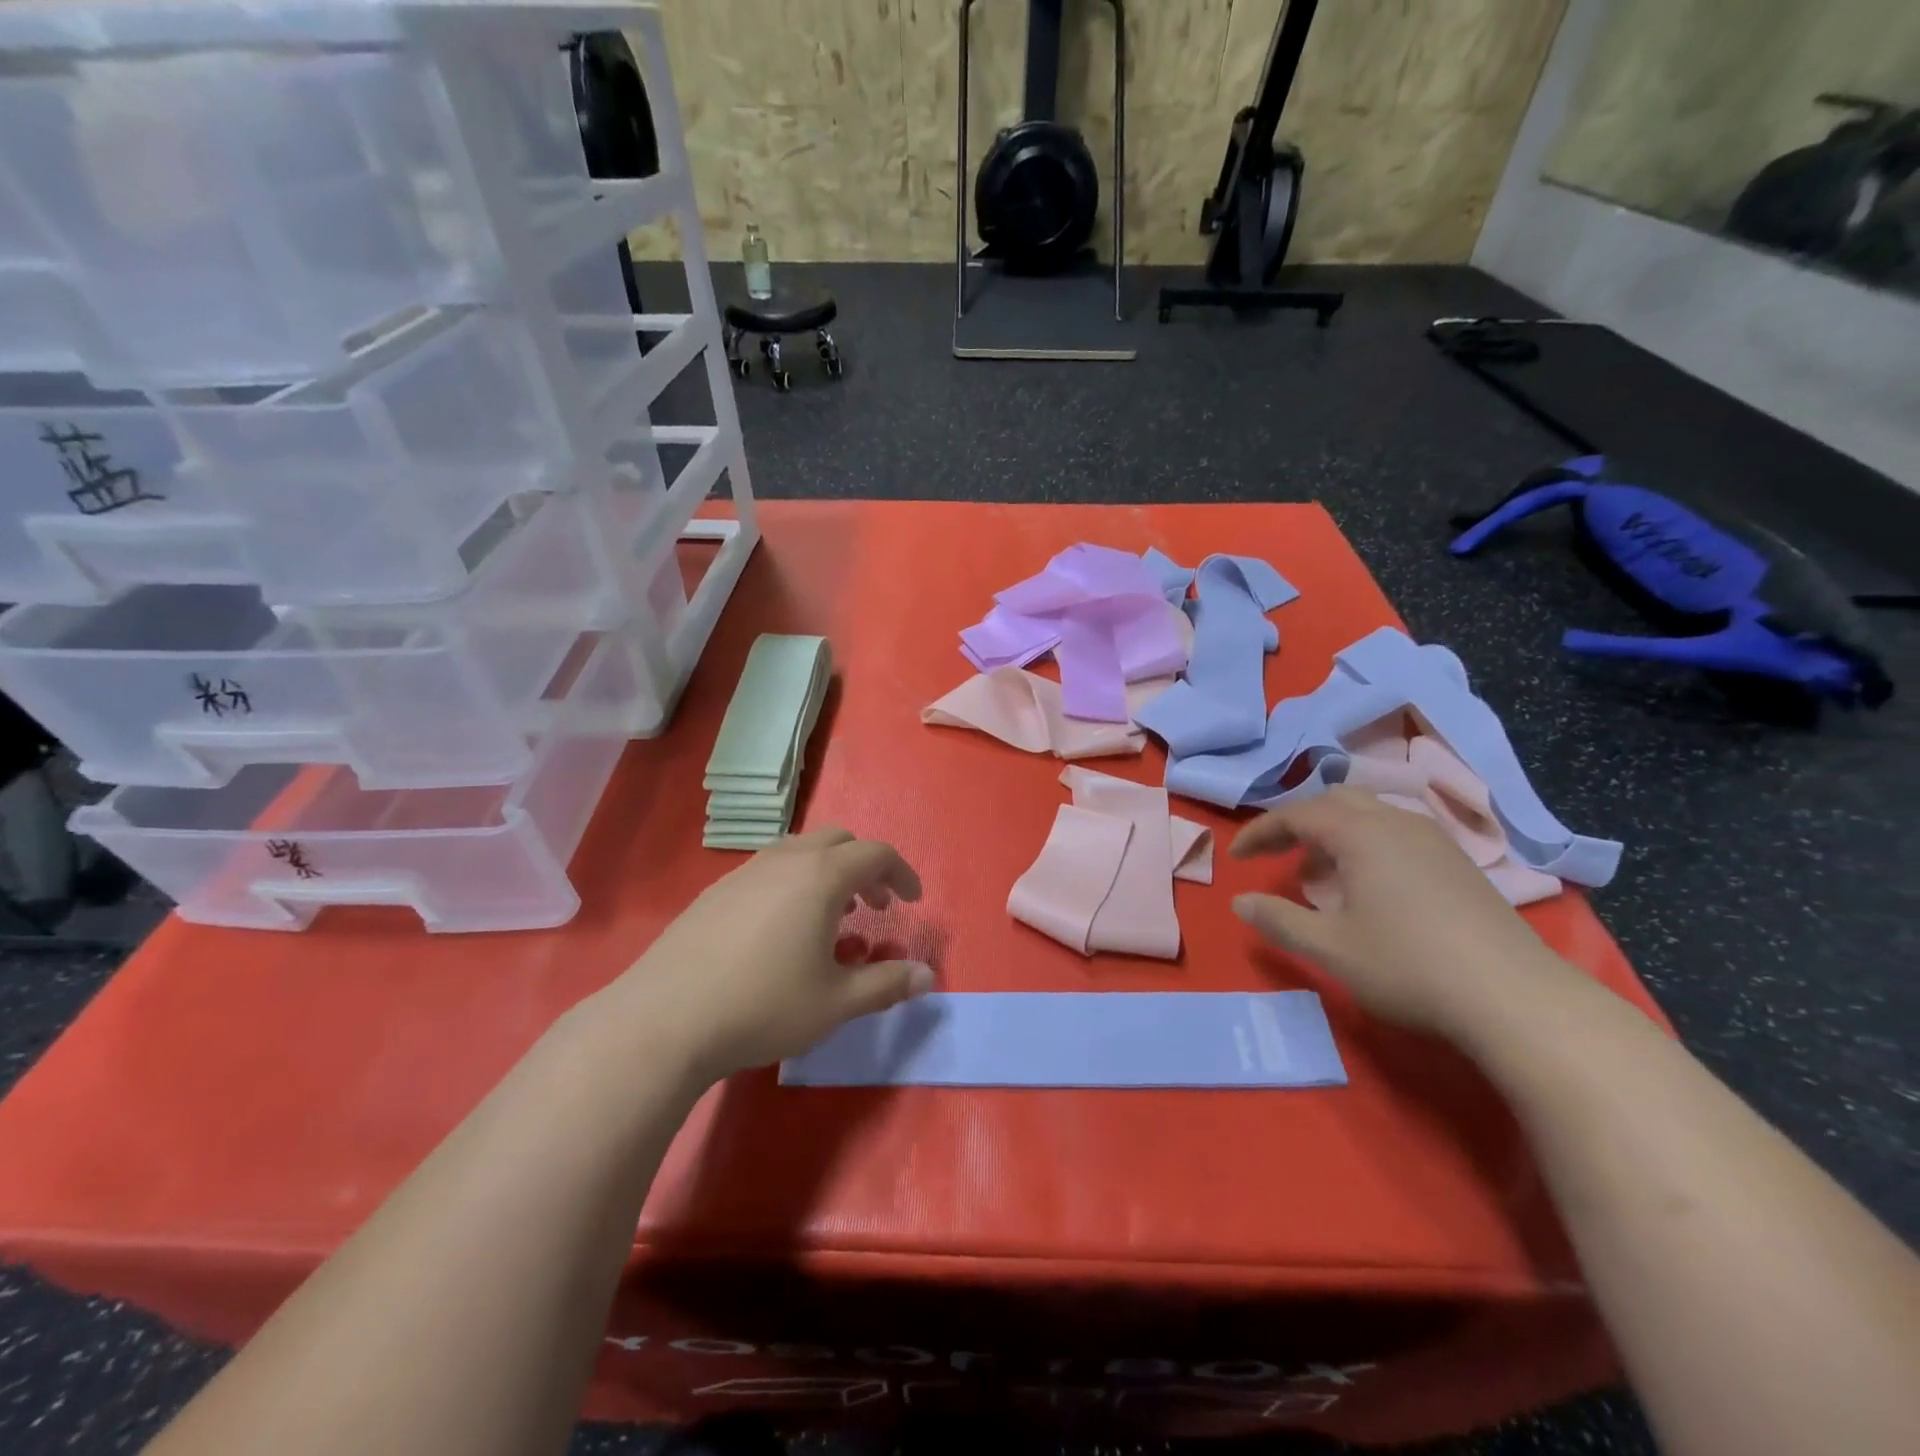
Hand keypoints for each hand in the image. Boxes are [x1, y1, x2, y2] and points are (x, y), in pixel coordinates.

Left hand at [612, 828, 932, 1080]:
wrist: (666, 1018)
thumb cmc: (765, 1005)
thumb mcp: (837, 1003)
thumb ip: (887, 984)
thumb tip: (926, 977)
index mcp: (821, 876)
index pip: (876, 854)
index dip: (902, 874)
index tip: (912, 902)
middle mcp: (785, 860)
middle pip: (838, 842)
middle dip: (865, 868)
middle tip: (875, 907)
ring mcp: (745, 872)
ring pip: (800, 851)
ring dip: (827, 873)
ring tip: (833, 915)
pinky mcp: (715, 891)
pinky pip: (769, 869)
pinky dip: (793, 883)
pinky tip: (782, 929)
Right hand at [1229, 787, 1574, 1039]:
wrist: (1516, 998)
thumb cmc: (1409, 966)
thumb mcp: (1330, 947)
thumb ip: (1279, 920)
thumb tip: (1240, 902)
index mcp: (1361, 833)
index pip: (1296, 815)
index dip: (1260, 832)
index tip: (1237, 857)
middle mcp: (1397, 823)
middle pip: (1335, 802)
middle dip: (1299, 824)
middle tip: (1279, 856)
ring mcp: (1434, 841)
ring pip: (1371, 816)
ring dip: (1335, 835)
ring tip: (1321, 876)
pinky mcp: (1459, 864)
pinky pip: (1397, 834)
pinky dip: (1367, 846)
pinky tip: (1370, 888)